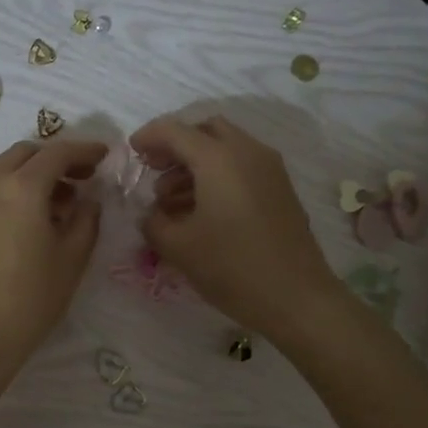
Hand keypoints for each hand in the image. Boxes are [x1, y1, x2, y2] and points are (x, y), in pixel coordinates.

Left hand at [0, 138, 107, 378]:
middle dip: (54, 158)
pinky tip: (25, 221)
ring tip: (56, 204)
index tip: (104, 155)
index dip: (84, 150)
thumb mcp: (72, 259)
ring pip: (2, 170)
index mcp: (22, 188)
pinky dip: (9, 191)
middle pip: (25, 154)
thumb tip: (89, 198)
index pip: (57, 153)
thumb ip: (87, 219)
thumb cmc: (31, 299)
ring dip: (30, 175)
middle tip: (80, 178)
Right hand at [130, 115, 341, 338]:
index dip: (148, 137)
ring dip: (195, 164)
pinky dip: (217, 176)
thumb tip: (152, 214)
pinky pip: (242, 167)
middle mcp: (247, 152)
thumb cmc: (231, 267)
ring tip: (171, 201)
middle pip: (206, 130)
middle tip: (155, 170)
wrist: (296, 298)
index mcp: (219, 158)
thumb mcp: (178, 247)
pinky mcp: (280, 190)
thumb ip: (153, 222)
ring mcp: (269, 169)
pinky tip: (201, 210)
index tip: (131, 151)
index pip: (175, 131)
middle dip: (176, 145)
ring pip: (226, 148)